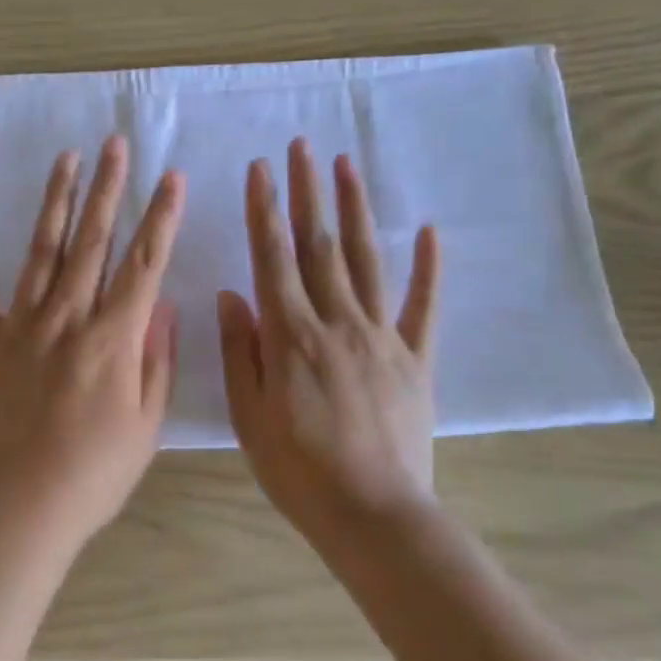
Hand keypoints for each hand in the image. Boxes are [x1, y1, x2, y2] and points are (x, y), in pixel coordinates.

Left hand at [0, 136, 185, 546]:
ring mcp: (19, 325)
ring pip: (41, 251)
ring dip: (55, 202)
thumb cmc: (95, 472)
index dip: (160, 217)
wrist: (21, 506)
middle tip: (115, 144)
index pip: (143, 263)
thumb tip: (162, 308)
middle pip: (92, 242)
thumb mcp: (146, 423)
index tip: (171, 177)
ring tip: (67, 159)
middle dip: (108, 189)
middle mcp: (67, 317)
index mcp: (112, 337)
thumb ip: (156, 361)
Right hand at [218, 137, 441, 545]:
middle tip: (303, 146)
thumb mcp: (248, 416)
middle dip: (308, 192)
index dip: (264, 209)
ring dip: (355, 211)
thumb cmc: (298, 470)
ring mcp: (382, 337)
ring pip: (366, 261)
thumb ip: (240, 351)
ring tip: (347, 166)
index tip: (260, 169)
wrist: (374, 515)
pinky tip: (428, 232)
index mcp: (291, 336)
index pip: (273, 258)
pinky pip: (423, 307)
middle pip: (319, 246)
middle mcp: (337, 323)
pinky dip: (427, 268)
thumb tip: (233, 294)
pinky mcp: (417, 359)